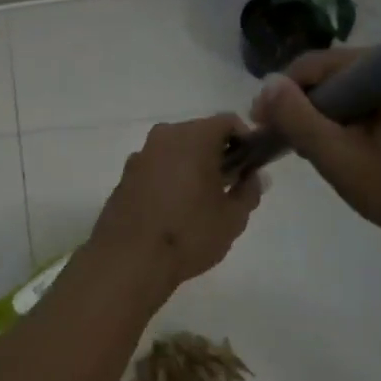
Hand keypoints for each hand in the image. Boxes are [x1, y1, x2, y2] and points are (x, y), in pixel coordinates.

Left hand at [87, 114, 263, 297]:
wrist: (129, 259)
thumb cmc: (188, 233)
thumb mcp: (232, 217)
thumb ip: (249, 191)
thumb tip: (255, 176)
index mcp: (193, 137)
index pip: (227, 121)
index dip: (245, 139)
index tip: (251, 165)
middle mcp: (164, 136)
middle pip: (199, 133)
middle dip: (217, 153)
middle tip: (229, 184)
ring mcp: (140, 154)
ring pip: (175, 149)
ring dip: (191, 165)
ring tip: (201, 199)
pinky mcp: (125, 174)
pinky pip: (156, 166)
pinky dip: (169, 176)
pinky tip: (173, 208)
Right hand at [250, 51, 380, 267]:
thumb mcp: (342, 158)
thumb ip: (298, 119)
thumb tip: (267, 84)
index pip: (319, 64)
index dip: (283, 91)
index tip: (261, 124)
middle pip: (339, 78)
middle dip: (307, 107)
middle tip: (286, 143)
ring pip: (359, 97)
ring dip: (331, 120)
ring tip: (314, 153)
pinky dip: (357, 129)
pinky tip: (351, 157)